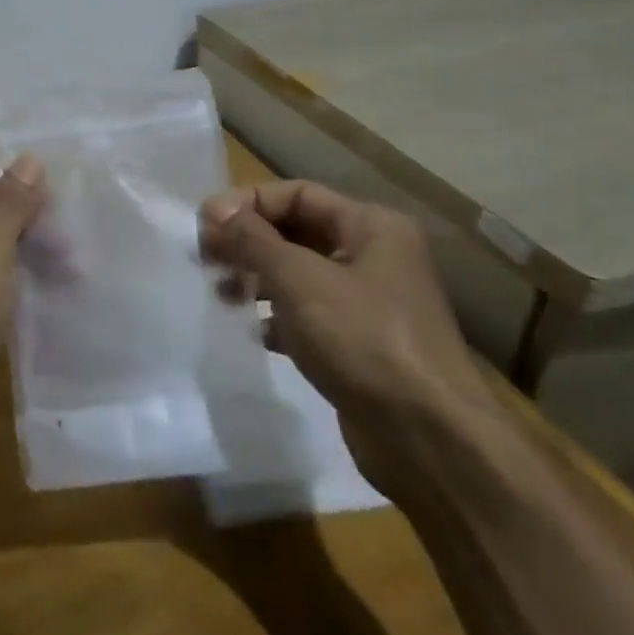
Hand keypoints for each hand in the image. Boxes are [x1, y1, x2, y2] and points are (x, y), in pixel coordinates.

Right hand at [199, 181, 499, 501]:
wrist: (429, 440)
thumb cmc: (363, 339)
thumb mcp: (299, 279)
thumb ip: (252, 239)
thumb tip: (214, 209)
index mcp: (372, 226)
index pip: (297, 194)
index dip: (248, 203)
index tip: (205, 225)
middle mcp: (373, 256)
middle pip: (297, 232)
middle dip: (249, 242)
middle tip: (204, 258)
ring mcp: (369, 303)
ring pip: (299, 275)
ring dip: (257, 279)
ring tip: (221, 294)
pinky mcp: (359, 345)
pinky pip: (308, 316)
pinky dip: (277, 318)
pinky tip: (254, 331)